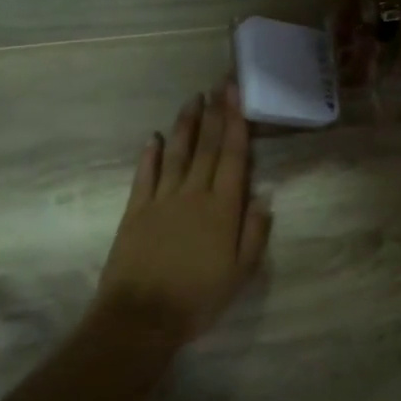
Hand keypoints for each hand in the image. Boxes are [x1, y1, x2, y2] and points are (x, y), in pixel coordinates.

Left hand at [95, 84, 272, 348]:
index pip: (233, 157)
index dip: (236, 123)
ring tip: (193, 99)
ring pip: (177, 153)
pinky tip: (155, 137)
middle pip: (207, 147)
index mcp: (222, 208)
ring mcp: (162, 199)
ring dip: (186, 125)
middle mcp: (193, 194)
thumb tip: (264, 196)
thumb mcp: (241, 274)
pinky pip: (145, 175)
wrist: (141, 316)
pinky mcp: (136, 210)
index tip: (236, 95)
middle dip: (215, 113)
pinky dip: (150, 154)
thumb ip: (254, 233)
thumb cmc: (198, 298)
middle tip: (219, 84)